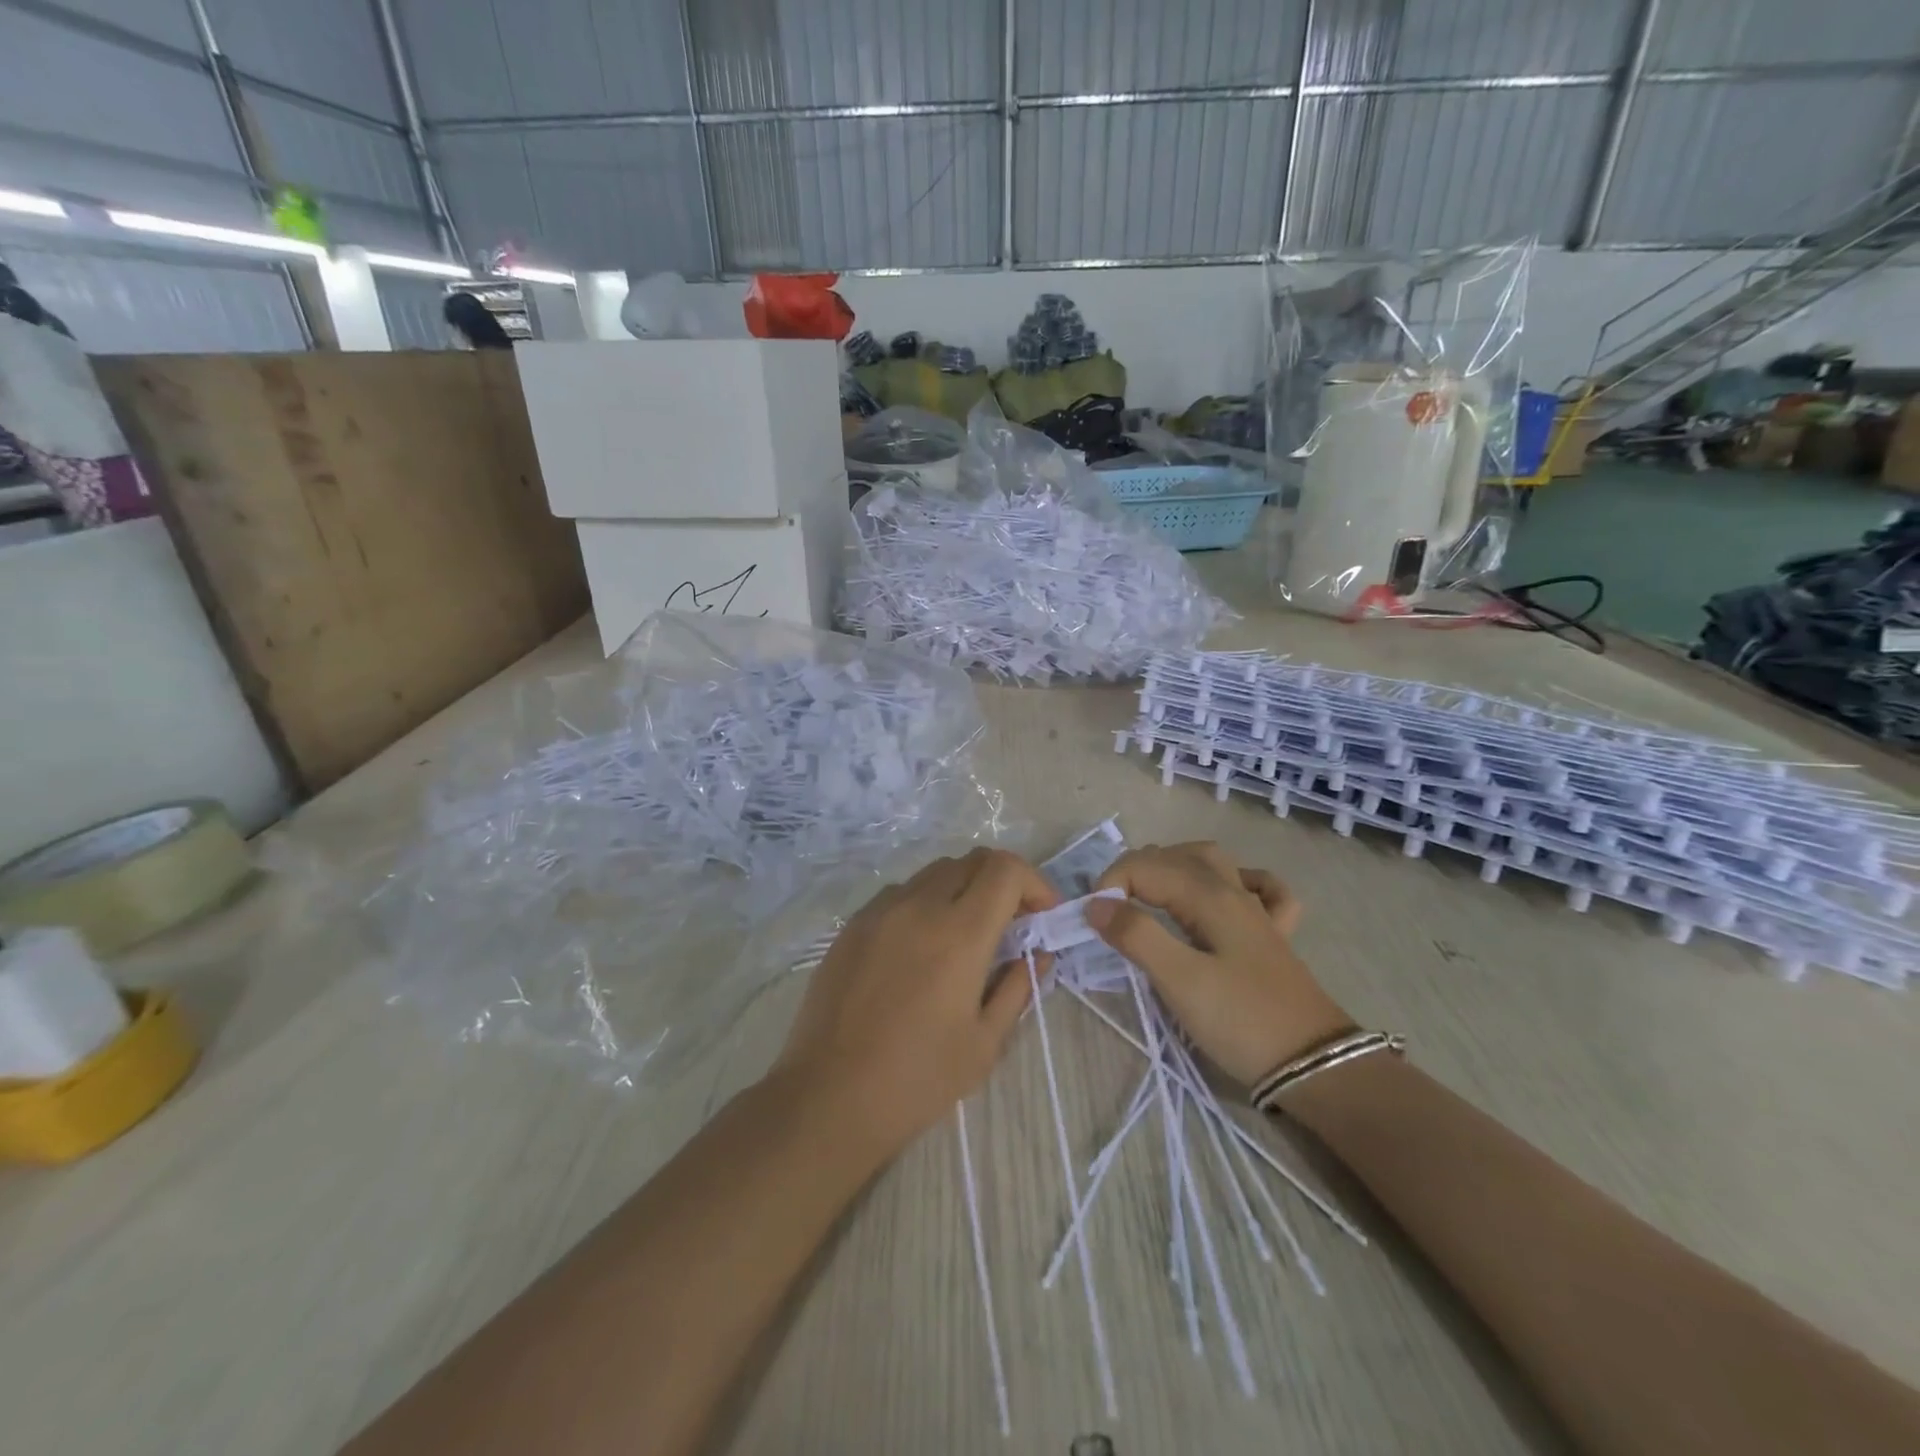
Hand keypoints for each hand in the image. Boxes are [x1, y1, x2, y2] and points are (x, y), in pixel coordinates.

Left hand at [775, 847, 1058, 1157]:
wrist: (829, 1097)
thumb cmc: (918, 1079)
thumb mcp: (984, 1043)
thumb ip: (1018, 988)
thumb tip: (1038, 955)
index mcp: (959, 934)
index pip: (1005, 870)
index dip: (1033, 882)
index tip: (1041, 916)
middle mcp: (919, 907)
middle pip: (972, 861)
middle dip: (1002, 883)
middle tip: (1010, 925)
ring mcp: (880, 911)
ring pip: (934, 873)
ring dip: (962, 890)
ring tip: (964, 936)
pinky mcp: (852, 925)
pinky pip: (900, 893)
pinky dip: (925, 903)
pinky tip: (920, 948)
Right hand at [1087, 842, 1351, 1087]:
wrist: (1315, 1065)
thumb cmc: (1241, 1021)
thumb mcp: (1180, 981)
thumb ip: (1136, 935)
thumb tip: (1096, 904)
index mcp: (1208, 896)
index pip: (1144, 867)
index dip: (1110, 885)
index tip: (1091, 921)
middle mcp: (1233, 891)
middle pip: (1175, 856)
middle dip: (1134, 871)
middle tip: (1108, 910)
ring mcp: (1258, 912)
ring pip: (1212, 863)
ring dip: (1175, 865)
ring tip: (1149, 891)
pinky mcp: (1274, 937)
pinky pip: (1259, 889)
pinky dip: (1238, 880)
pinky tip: (1226, 894)